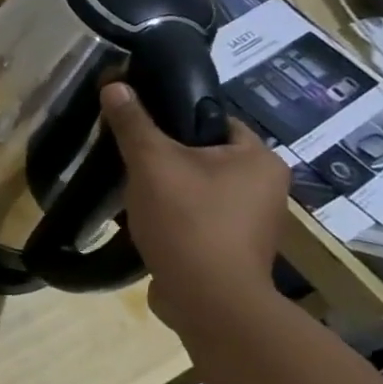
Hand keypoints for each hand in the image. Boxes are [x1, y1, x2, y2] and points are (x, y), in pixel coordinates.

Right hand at [100, 81, 290, 331]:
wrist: (207, 299)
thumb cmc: (188, 221)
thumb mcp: (152, 163)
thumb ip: (134, 123)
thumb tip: (116, 84)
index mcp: (259, 158)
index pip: (215, 121)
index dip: (175, 120)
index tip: (140, 129)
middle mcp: (267, 187)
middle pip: (205, 156)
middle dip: (166, 159)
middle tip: (130, 161)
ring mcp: (252, 222)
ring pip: (199, 189)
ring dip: (167, 190)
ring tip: (132, 193)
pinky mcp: (234, 249)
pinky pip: (198, 218)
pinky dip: (174, 217)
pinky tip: (145, 223)